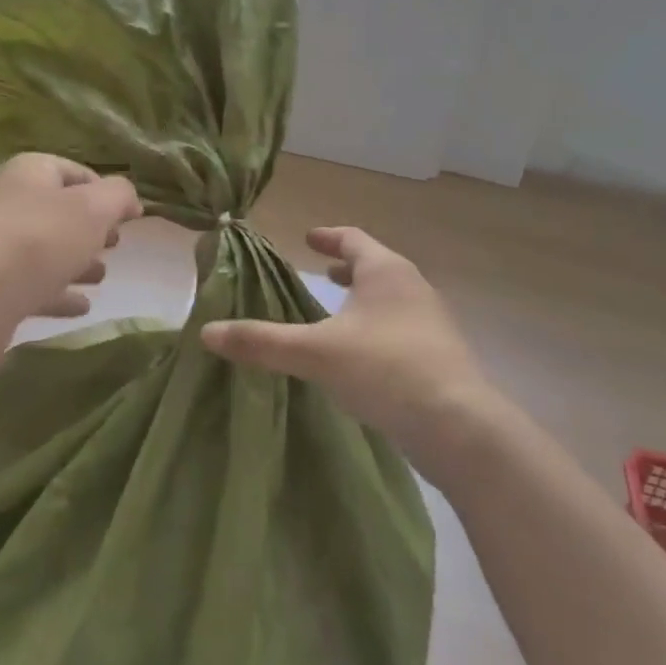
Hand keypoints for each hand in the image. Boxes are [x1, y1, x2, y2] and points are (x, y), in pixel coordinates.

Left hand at [0, 153, 142, 345]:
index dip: (106, 191)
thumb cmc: (38, 241)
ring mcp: (1, 247)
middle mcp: (13, 203)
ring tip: (103, 275)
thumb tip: (129, 200)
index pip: (77, 172)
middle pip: (61, 211)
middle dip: (91, 227)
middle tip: (116, 243)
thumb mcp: (93, 208)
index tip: (130, 216)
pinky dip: (60, 292)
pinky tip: (83, 306)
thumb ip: (119, 195)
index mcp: (32, 172)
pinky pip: (36, 286)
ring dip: (76, 260)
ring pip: (48, 249)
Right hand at [202, 226, 495, 465]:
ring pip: (392, 299)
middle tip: (322, 271)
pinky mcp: (441, 357)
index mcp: (386, 272)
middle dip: (348, 268)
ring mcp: (432, 323)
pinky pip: (402, 329)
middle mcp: (413, 288)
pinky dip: (378, 328)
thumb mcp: (315, 353)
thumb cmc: (385, 369)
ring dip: (364, 299)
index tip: (308, 238)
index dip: (329, 237)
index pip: (353, 239)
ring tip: (339, 312)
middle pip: (377, 266)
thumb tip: (206, 332)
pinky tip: (362, 357)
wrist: (459, 427)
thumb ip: (261, 342)